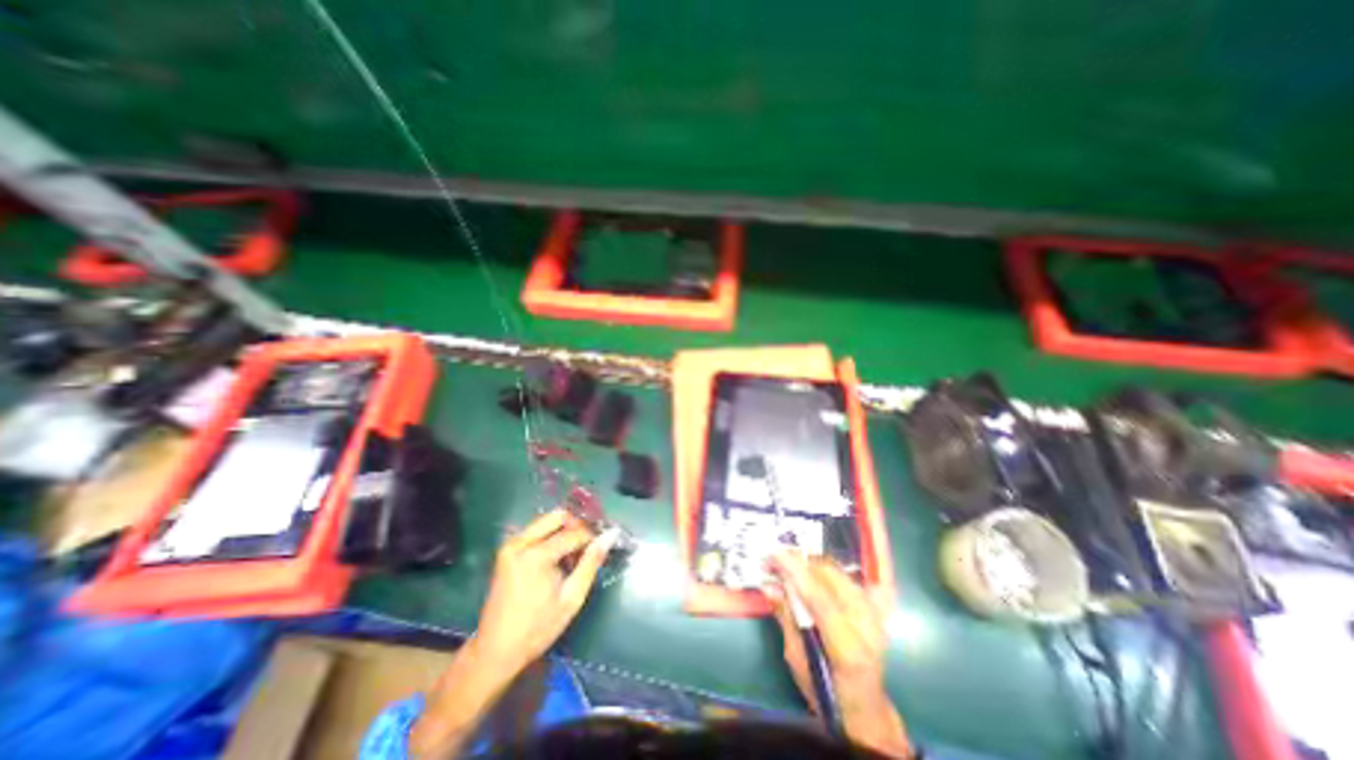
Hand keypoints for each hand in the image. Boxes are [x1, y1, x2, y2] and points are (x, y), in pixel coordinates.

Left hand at [469, 509, 609, 673]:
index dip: (591, 538)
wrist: (495, 651)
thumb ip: (591, 563)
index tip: (601, 548)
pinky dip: (550, 536)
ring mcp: (510, 545)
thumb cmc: (537, 629)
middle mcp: (520, 543)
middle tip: (587, 546)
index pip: (574, 533)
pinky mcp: (506, 550)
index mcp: (536, 555)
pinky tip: (557, 557)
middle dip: (576, 527)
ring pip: (546, 521)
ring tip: (573, 554)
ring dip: (563, 530)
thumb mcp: (571, 598)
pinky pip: (534, 531)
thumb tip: (610, 535)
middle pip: (558, 517)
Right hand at [766, 552, 914, 759]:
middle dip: (798, 561)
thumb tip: (769, 586)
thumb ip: (787, 619)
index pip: (819, 598)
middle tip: (772, 561)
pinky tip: (804, 573)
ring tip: (785, 565)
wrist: (865, 707)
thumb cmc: (826, 692)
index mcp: (848, 648)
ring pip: (835, 570)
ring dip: (807, 562)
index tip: (773, 554)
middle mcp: (866, 624)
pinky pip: (841, 574)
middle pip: (829, 575)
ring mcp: (873, 612)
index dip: (795, 572)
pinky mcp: (872, 605)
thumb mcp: (798, 660)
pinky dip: (819, 569)